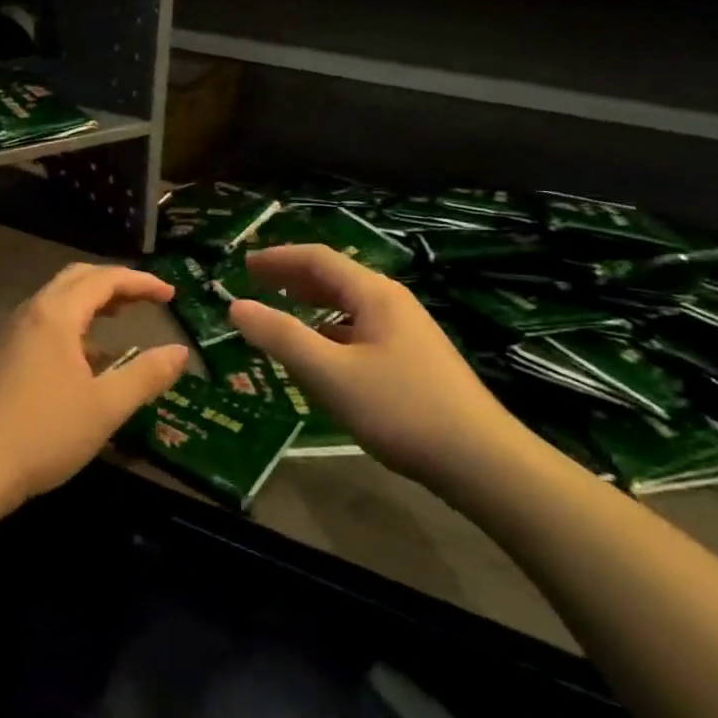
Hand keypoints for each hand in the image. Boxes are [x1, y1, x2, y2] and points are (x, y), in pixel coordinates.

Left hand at [0, 263, 188, 512]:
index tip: (171, 295)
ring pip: (58, 300)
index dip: (141, 282)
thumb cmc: (43, 433)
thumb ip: (146, 375)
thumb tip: (181, 352)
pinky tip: (88, 358)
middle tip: (147, 298)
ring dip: (93, 302)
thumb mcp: (106, 407)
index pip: (104, 279)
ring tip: (122, 319)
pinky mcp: (4, 355)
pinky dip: (74, 324)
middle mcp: (32, 312)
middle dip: (115, 283)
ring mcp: (13, 334)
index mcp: (56, 314)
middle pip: (77, 278)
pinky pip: (45, 322)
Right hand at [227, 246, 522, 488]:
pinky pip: (360, 329)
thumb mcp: (330, 374)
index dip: (278, 258)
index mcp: (374, 294)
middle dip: (293, 277)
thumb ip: (281, 337)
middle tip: (256, 283)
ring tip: (282, 312)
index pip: (318, 259)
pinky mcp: (414, 359)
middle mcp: (392, 303)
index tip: (244, 265)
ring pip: (349, 305)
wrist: (481, 460)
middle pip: (335, 277)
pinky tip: (322, 354)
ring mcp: (407, 331)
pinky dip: (331, 330)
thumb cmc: (400, 409)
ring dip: (312, 303)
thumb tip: (236, 306)